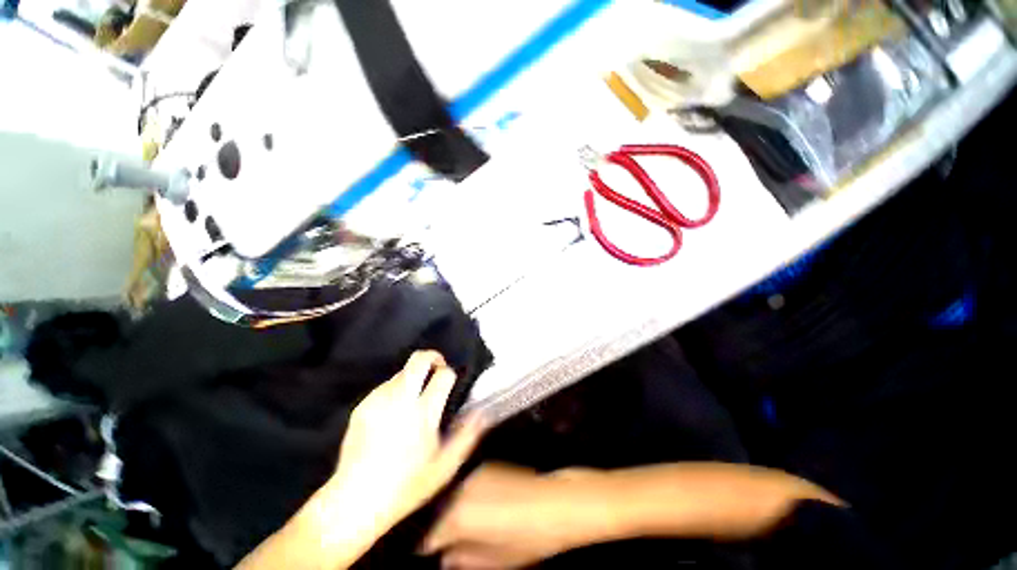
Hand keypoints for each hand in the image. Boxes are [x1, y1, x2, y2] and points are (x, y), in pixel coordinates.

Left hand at [327, 351, 487, 538]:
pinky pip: (385, 386)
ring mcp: (379, 400)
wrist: (355, 501)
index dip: (450, 373)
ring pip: (402, 372)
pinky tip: (394, 412)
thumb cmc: (407, 486)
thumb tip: (481, 412)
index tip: (449, 382)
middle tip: (437, 368)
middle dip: (432, 357)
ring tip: (414, 398)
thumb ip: (467, 436)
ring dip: (413, 377)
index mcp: (424, 412)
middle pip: (419, 359)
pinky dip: (395, 390)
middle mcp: (401, 399)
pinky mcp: (362, 406)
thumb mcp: (445, 466)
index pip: (443, 374)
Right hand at [421, 464, 588, 569]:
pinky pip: (465, 484)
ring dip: (448, 509)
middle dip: (436, 526)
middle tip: (442, 543)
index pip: (429, 534)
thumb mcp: (496, 559)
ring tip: (458, 525)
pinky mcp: (486, 467)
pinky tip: (473, 508)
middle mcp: (462, 490)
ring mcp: (474, 475)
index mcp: (459, 516)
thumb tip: (445, 559)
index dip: (426, 546)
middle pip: (437, 510)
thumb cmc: (528, 538)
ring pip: (450, 494)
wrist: (555, 502)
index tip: (428, 553)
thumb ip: (465, 559)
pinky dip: (462, 497)